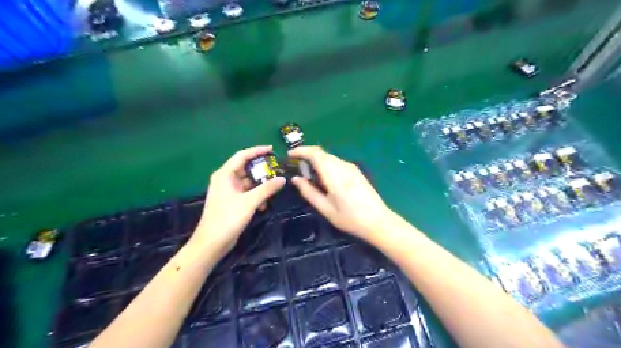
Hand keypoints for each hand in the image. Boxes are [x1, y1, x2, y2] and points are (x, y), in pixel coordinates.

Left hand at [192, 145, 286, 258]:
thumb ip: (266, 189)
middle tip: (278, 170)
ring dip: (260, 186)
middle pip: (246, 169)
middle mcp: (226, 180)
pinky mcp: (232, 202)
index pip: (242, 156)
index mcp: (225, 174)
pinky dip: (256, 196)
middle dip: (262, 170)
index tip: (272, 149)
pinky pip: (247, 193)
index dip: (257, 151)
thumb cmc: (228, 218)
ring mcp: (229, 191)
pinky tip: (264, 205)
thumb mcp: (249, 202)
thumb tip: (282, 179)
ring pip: (248, 182)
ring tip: (275, 188)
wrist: (212, 243)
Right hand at [287, 146, 391, 239]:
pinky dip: (326, 165)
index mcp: (335, 175)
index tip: (289, 155)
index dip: (301, 150)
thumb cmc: (350, 218)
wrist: (378, 221)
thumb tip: (295, 179)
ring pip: (330, 157)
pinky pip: (337, 163)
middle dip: (307, 155)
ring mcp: (352, 168)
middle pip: (322, 153)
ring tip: (308, 175)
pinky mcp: (356, 172)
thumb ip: (309, 192)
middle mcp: (343, 166)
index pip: (316, 153)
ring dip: (317, 161)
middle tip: (296, 167)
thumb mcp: (326, 209)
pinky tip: (324, 178)